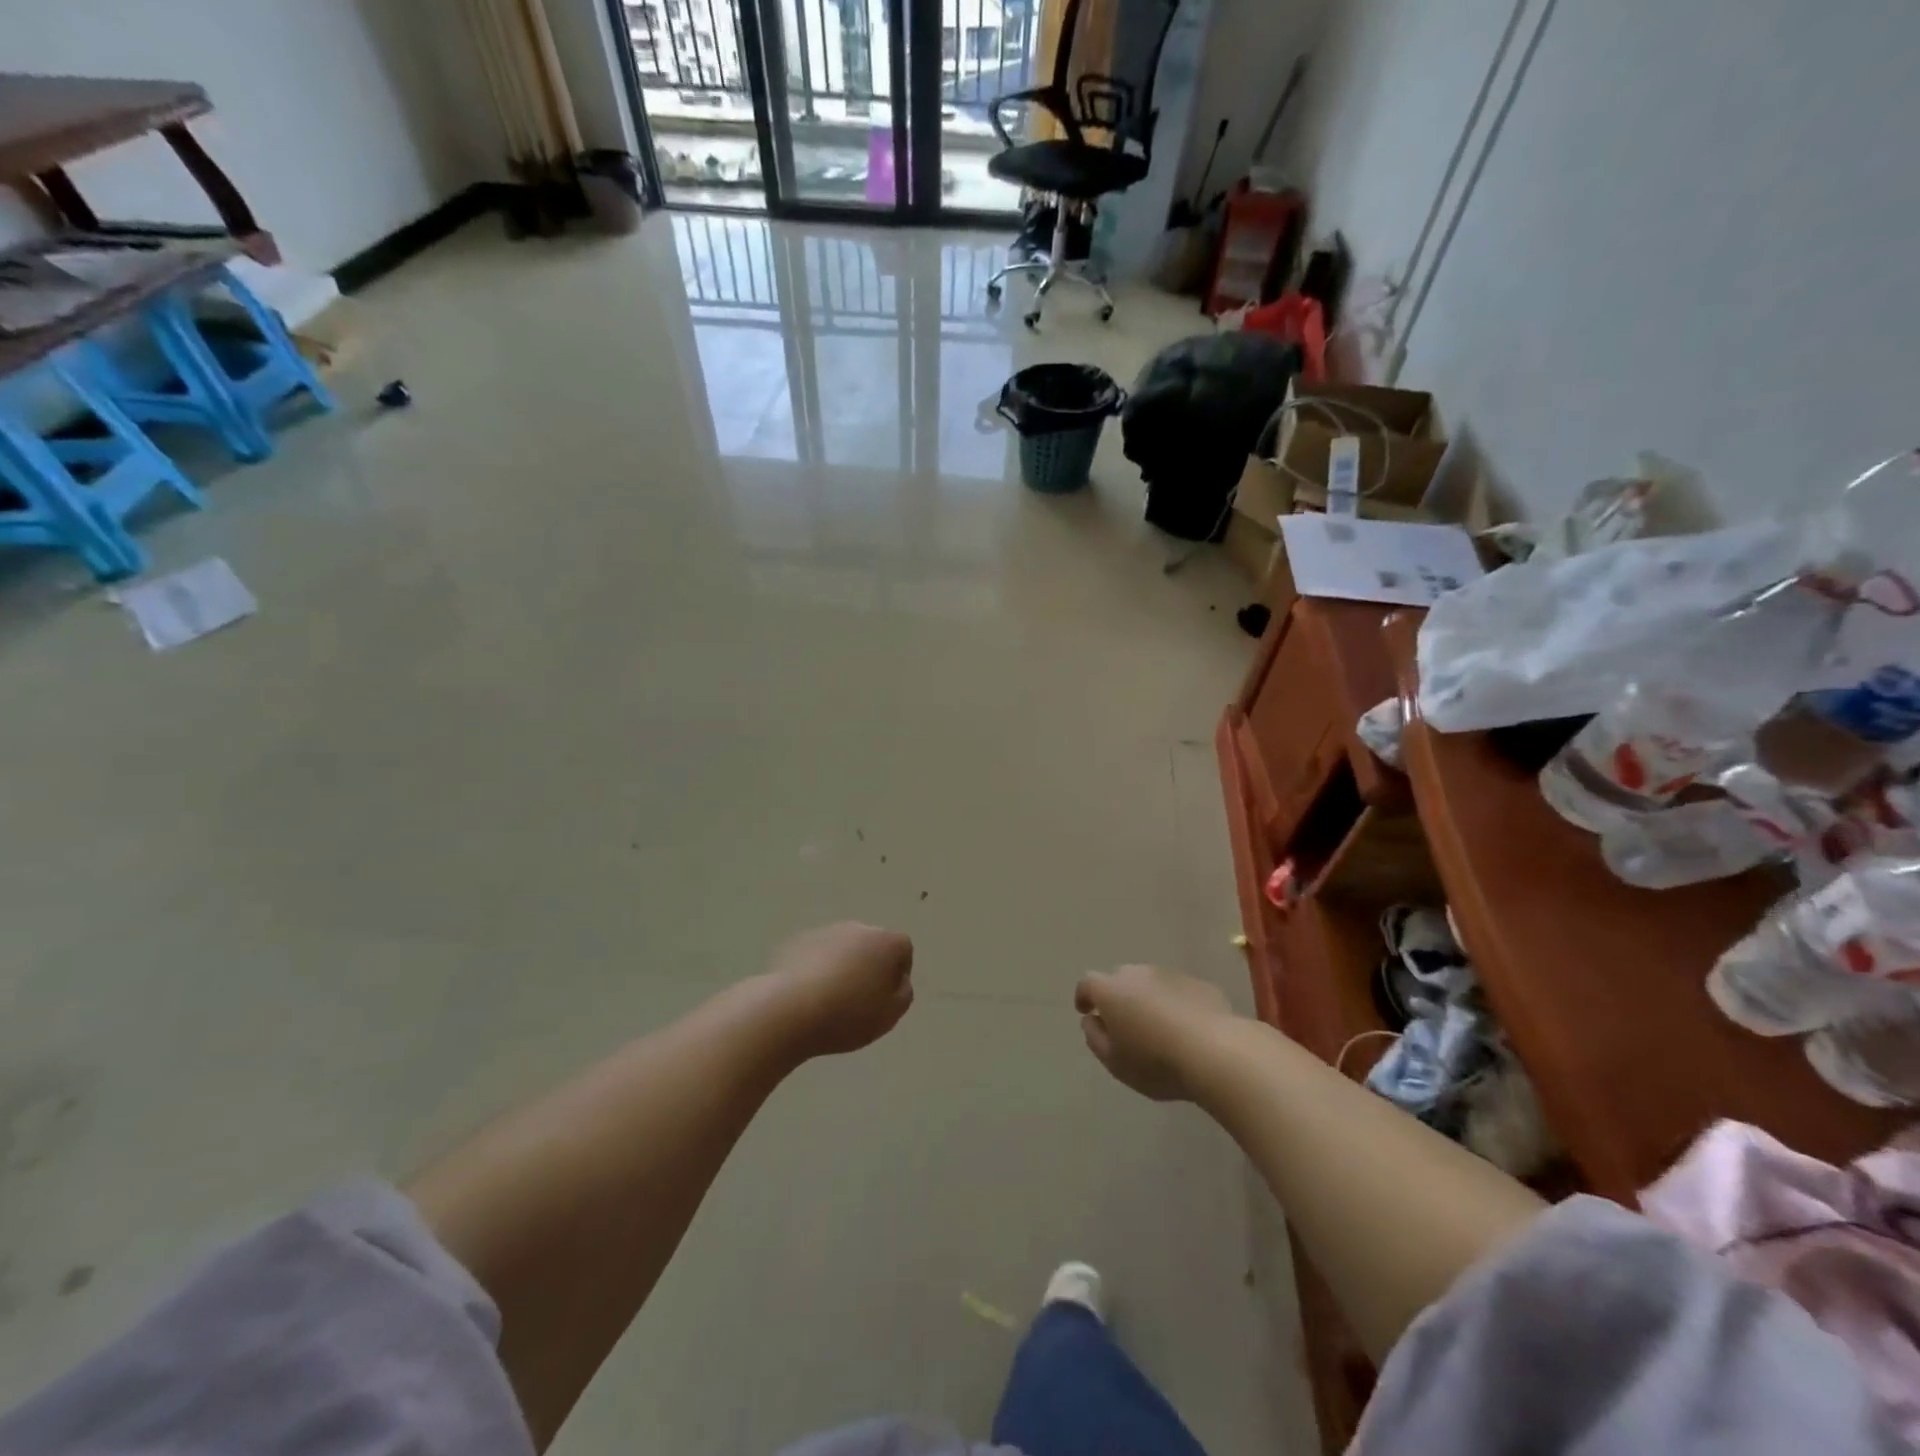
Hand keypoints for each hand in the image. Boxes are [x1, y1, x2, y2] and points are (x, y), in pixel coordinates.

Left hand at [763, 922, 914, 1059]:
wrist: (789, 1010)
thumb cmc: (848, 1014)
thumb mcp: (890, 1015)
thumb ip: (903, 993)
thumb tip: (897, 980)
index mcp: (886, 941)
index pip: (903, 950)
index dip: (897, 975)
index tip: (884, 999)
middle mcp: (858, 928)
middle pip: (871, 945)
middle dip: (869, 966)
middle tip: (859, 1000)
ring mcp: (825, 932)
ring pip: (842, 948)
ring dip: (841, 967)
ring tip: (829, 1001)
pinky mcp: (796, 942)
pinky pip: (815, 955)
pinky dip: (816, 970)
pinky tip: (807, 996)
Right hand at [1075, 964, 1233, 1100]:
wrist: (1217, 1052)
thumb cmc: (1155, 1061)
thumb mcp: (1114, 1062)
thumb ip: (1095, 1038)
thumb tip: (1091, 1020)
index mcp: (1110, 990)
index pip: (1087, 984)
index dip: (1084, 996)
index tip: (1085, 1011)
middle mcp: (1137, 974)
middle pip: (1120, 979)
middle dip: (1118, 997)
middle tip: (1123, 1023)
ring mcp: (1170, 975)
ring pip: (1151, 983)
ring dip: (1148, 999)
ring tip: (1157, 1027)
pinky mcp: (1199, 984)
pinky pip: (1178, 992)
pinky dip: (1175, 1004)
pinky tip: (1186, 1029)